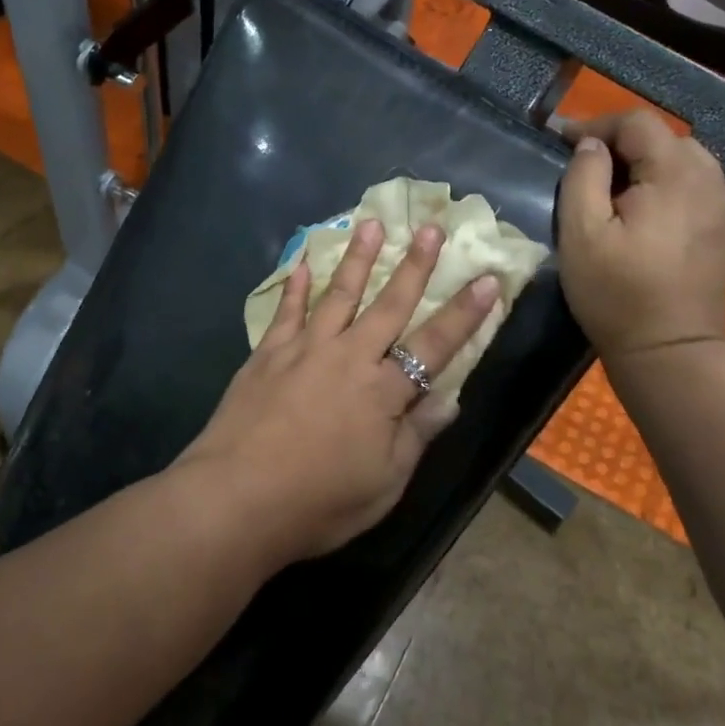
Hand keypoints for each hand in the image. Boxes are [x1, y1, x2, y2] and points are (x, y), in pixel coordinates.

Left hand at [176, 218, 500, 564]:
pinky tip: (300, 262)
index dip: (464, 313)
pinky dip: (295, 285)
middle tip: (429, 226)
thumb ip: (416, 435)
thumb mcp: (384, 483)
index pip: (434, 345)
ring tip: (369, 223)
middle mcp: (348, 357)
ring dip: (356, 258)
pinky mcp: (267, 354)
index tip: (488, 279)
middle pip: (388, 304)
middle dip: (414, 265)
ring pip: (337, 294)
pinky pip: (286, 311)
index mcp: (383, 391)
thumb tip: (449, 398)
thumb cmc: (319, 501)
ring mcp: (304, 349)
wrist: (236, 498)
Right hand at [557, 110, 724, 361]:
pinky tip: (641, 213)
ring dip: (645, 163)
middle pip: (664, 137)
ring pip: (683, 160)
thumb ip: (583, 177)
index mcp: (675, 175)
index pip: (637, 123)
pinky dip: (664, 184)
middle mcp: (709, 180)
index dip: (596, 124)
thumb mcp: (581, 233)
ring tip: (612, 189)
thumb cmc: (617, 292)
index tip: (561, 142)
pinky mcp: (724, 229)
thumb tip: (590, 146)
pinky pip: (693, 186)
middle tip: (584, 167)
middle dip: (621, 143)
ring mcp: (723, 206)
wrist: (672, 351)